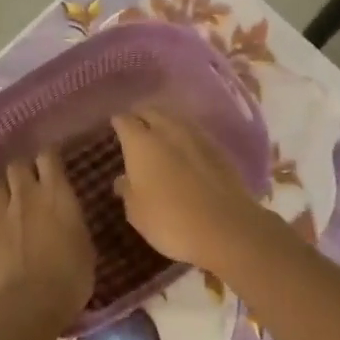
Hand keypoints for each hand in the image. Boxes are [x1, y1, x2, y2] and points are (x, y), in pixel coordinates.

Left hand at [0, 152, 95, 338]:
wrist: (26, 307)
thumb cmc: (69, 279)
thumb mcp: (86, 248)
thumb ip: (74, 224)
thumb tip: (69, 218)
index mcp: (56, 194)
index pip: (48, 156)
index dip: (49, 155)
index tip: (54, 161)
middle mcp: (25, 195)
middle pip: (16, 165)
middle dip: (22, 169)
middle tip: (30, 182)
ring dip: (4, 192)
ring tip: (10, 203)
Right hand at [111, 109, 274, 270]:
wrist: (225, 227)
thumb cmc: (170, 220)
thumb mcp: (137, 212)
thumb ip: (128, 190)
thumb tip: (123, 178)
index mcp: (141, 143)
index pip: (124, 121)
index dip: (118, 123)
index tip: (115, 127)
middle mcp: (167, 130)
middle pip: (151, 111)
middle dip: (141, 116)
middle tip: (135, 127)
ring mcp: (196, 136)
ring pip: (175, 118)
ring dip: (164, 122)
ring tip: (159, 134)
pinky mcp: (218, 147)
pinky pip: (195, 132)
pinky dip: (185, 135)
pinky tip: (184, 148)